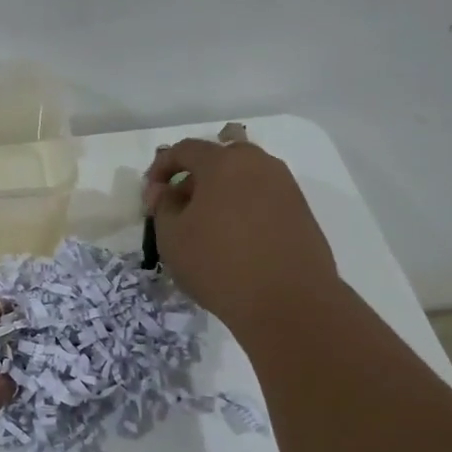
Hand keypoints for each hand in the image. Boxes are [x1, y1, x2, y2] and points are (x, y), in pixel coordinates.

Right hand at [142, 134, 338, 341]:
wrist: (288, 301)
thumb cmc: (219, 264)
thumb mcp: (172, 237)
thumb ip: (163, 206)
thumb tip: (166, 191)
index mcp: (224, 162)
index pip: (185, 149)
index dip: (161, 168)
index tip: (151, 195)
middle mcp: (259, 164)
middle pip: (219, 158)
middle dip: (194, 178)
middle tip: (179, 208)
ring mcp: (285, 186)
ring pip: (244, 178)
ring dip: (220, 193)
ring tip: (206, 227)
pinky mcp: (301, 211)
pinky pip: (262, 198)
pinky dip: (243, 208)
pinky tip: (234, 239)